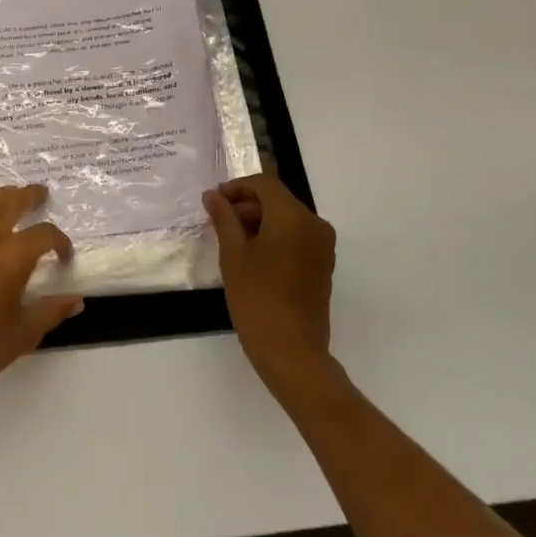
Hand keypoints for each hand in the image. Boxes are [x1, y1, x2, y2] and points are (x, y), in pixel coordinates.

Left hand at [0, 184, 83, 411]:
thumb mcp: (25, 333)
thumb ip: (52, 310)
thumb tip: (77, 300)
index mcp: (12, 256)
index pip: (44, 235)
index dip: (60, 242)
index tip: (65, 256)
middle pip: (11, 202)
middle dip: (29, 195)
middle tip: (41, 193)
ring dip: (3, 196)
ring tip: (14, 196)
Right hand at [202, 174, 337, 395]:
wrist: (292, 352)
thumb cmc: (257, 299)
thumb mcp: (233, 255)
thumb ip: (223, 218)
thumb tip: (212, 195)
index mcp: (293, 217)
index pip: (264, 184)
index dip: (237, 187)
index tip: (214, 200)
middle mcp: (314, 224)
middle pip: (278, 200)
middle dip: (247, 205)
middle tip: (218, 220)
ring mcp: (322, 246)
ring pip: (287, 218)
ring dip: (260, 221)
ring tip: (231, 239)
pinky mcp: (323, 264)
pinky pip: (297, 236)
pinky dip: (275, 236)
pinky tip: (252, 254)